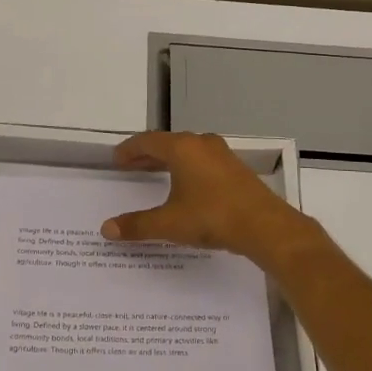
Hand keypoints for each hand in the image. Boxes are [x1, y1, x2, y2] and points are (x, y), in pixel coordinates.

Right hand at [100, 131, 322, 269]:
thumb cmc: (212, 217)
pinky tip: (187, 185)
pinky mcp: (236, 169)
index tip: (117, 159)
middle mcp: (202, 144)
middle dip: (147, 154)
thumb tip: (106, 229)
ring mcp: (222, 155)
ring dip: (169, 160)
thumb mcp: (169, 223)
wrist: (265, 226)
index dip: (129, 150)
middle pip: (168, 143)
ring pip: (188, 151)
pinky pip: (203, 161)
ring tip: (155, 174)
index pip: (147, 141)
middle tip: (131, 166)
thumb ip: (137, 225)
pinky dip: (187, 168)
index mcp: (182, 148)